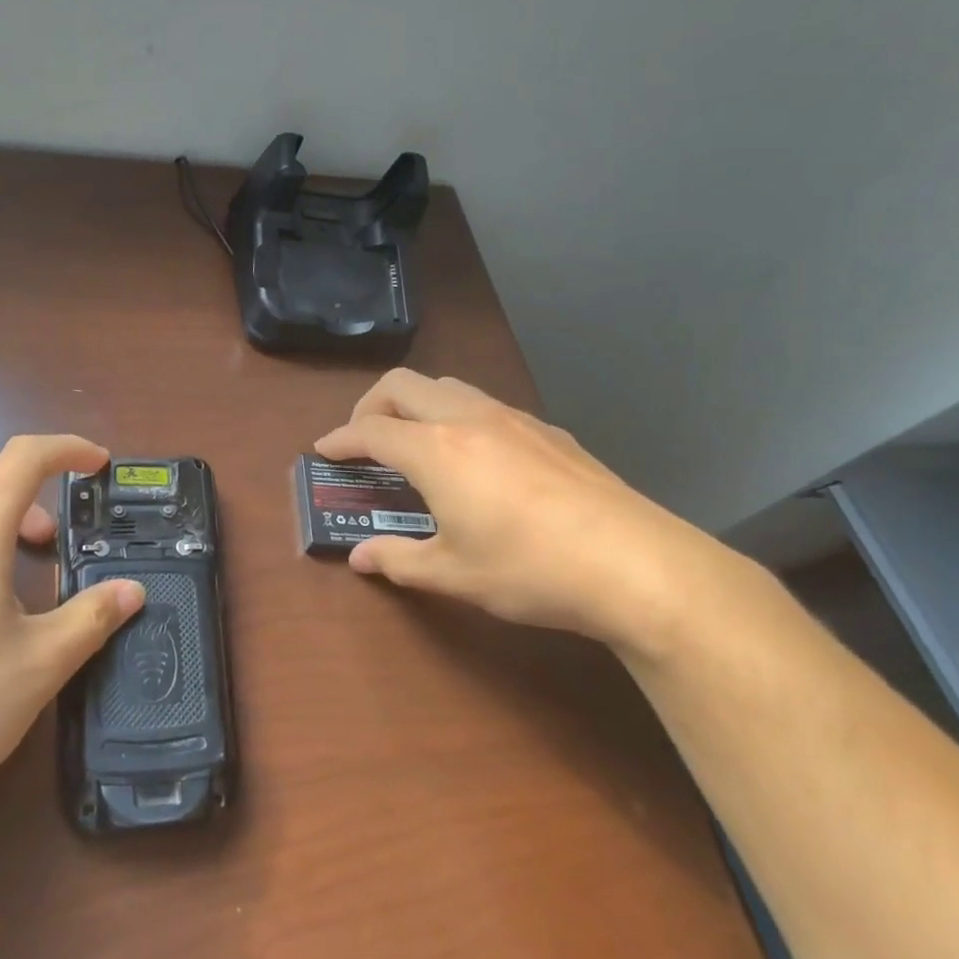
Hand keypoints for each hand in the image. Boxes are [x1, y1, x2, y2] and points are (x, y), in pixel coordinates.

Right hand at [315, 369, 750, 654]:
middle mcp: (468, 419)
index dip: (340, 438)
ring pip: (448, 386)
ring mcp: (513, 419)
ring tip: (416, 441)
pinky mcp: (549, 431)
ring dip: (417, 403)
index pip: (371, 429)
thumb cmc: (530, 569)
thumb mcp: (453, 574)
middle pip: (403, 384)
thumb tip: (360, 558)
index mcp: (436, 450)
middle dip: (371, 404)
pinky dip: (459, 416)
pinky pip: (487, 404)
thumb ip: (398, 560)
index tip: (323, 449)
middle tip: (364, 438)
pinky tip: (477, 457)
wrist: (635, 564)